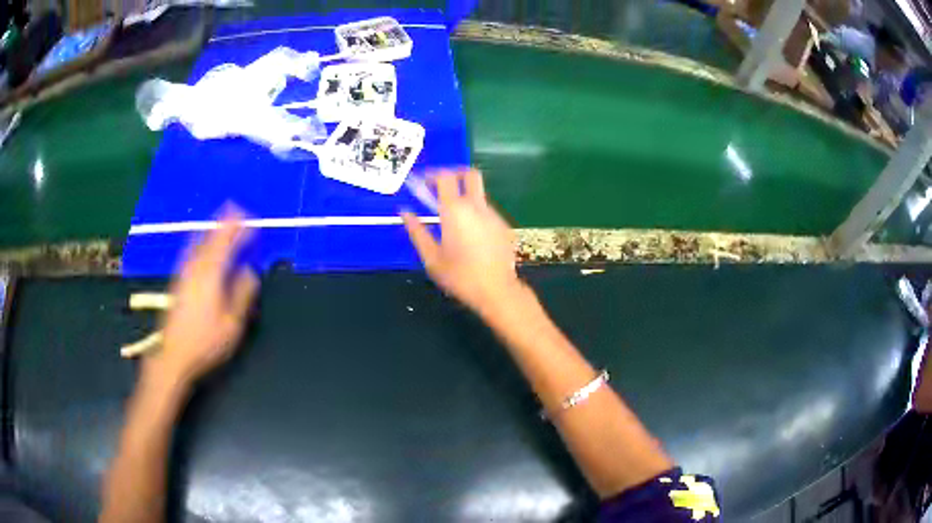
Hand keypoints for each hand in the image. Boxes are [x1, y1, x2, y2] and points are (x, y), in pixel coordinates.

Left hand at [144, 209, 259, 389]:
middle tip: (236, 208)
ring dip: (211, 228)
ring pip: (198, 242)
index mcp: (210, 276)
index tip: (251, 220)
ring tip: (221, 219)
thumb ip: (242, 295)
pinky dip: (199, 240)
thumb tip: (250, 272)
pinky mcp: (177, 281)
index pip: (226, 245)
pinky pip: (190, 251)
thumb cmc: (205, 342)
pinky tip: (200, 242)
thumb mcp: (231, 325)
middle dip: (224, 222)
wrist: (173, 355)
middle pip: (210, 238)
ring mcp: (184, 273)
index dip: (238, 231)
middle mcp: (195, 268)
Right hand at [401, 168, 520, 314]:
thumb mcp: (431, 257)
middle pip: (470, 174)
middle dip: (455, 174)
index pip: (445, 177)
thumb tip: (404, 213)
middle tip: (442, 188)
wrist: (497, 291)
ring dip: (466, 198)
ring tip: (454, 220)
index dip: (432, 175)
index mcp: (455, 211)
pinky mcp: (504, 226)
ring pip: (479, 195)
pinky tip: (471, 236)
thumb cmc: (459, 276)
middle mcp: (476, 206)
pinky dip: (476, 215)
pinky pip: (487, 212)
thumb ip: (417, 231)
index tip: (423, 183)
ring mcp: (493, 215)